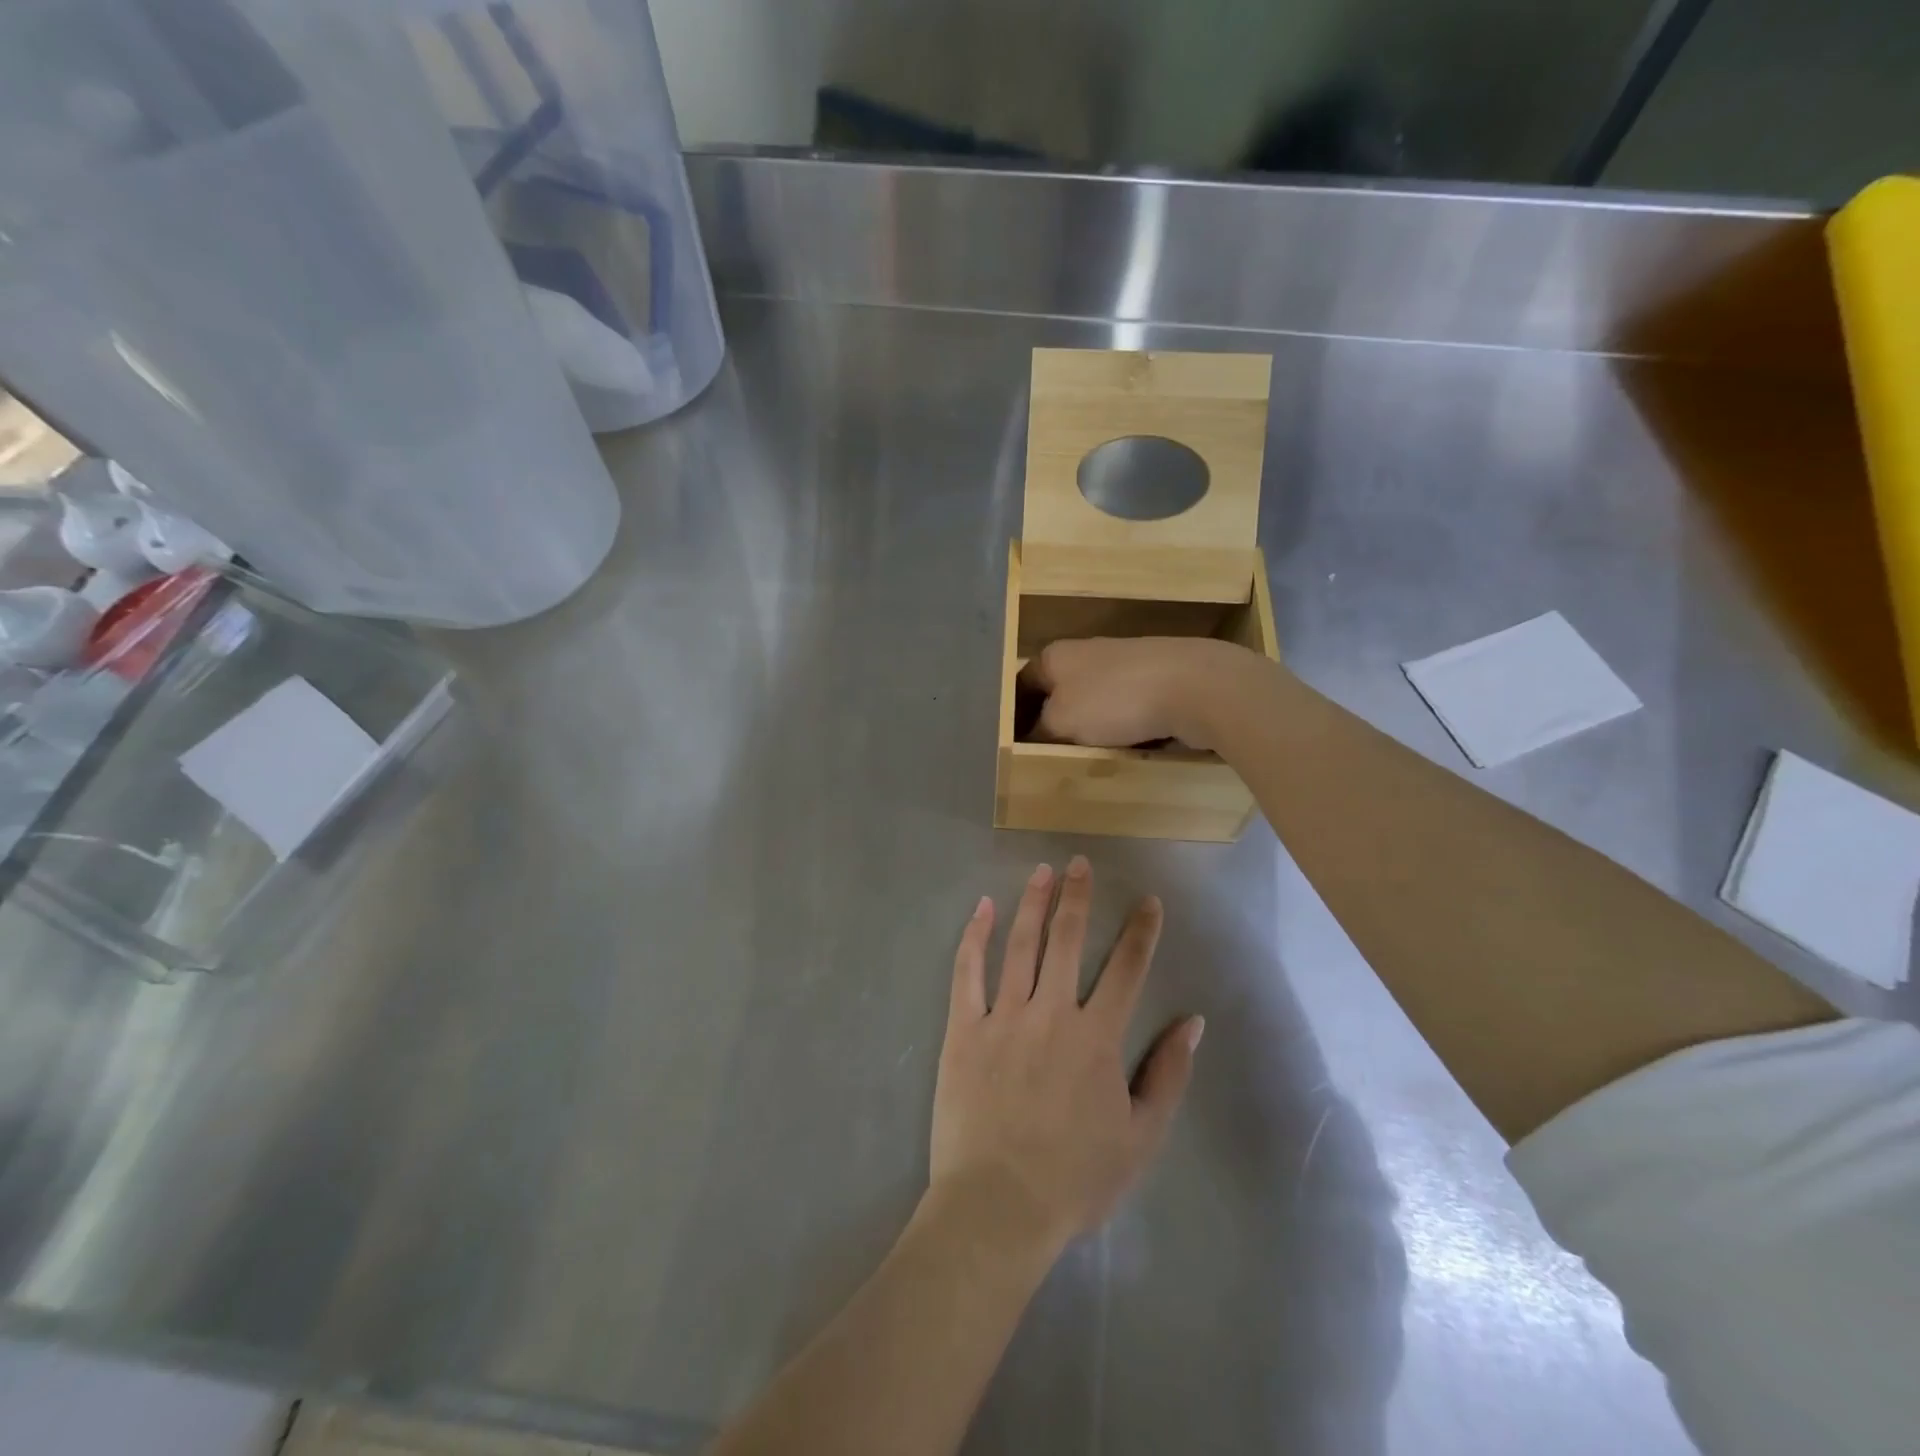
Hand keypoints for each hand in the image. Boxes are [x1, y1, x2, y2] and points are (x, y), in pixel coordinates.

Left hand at [930, 857, 1203, 1259]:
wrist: (999, 1207)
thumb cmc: (1075, 1179)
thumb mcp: (1141, 1137)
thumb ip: (1168, 1075)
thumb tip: (1192, 1022)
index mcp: (1096, 1037)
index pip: (1126, 969)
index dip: (1140, 931)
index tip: (1147, 901)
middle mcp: (1052, 1012)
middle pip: (1067, 940)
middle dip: (1077, 897)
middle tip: (1080, 862)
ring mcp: (1003, 1016)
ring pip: (1020, 945)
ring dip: (1032, 903)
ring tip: (1041, 871)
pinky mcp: (963, 1028)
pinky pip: (967, 972)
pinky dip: (975, 936)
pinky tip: (982, 908)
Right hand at [1021, 636, 1257, 750]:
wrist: (1195, 686)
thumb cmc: (1115, 700)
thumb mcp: (1061, 722)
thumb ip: (1040, 730)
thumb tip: (1035, 734)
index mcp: (1056, 654)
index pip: (1023, 684)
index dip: (1015, 714)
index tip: (1014, 743)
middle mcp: (1086, 652)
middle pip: (1058, 692)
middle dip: (1054, 722)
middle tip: (1048, 754)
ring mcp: (1125, 662)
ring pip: (1094, 701)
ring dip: (1089, 726)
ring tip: (1088, 755)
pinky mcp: (1156, 677)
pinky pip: (1126, 707)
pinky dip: (1122, 725)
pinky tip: (1127, 745)